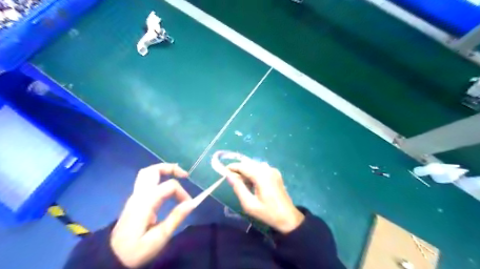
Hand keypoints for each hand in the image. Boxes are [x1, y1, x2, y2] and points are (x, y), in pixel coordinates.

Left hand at [112, 163, 193, 267]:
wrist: (111, 257)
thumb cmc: (136, 250)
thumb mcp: (159, 238)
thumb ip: (175, 218)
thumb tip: (192, 203)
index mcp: (145, 203)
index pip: (169, 186)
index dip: (183, 192)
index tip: (189, 205)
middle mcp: (139, 195)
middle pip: (152, 170)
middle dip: (170, 168)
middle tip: (185, 175)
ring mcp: (135, 196)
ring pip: (147, 173)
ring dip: (164, 171)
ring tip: (177, 176)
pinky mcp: (135, 200)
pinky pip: (147, 181)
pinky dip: (159, 178)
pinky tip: (167, 186)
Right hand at [227, 162, 302, 232]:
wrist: (288, 217)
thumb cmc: (267, 213)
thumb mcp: (249, 204)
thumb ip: (238, 188)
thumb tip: (229, 176)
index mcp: (261, 175)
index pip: (243, 166)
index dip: (232, 167)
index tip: (223, 171)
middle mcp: (267, 169)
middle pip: (249, 164)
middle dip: (239, 169)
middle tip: (232, 180)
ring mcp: (273, 170)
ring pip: (254, 165)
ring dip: (246, 171)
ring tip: (243, 184)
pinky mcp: (276, 173)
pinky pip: (261, 169)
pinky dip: (254, 173)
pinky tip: (254, 184)